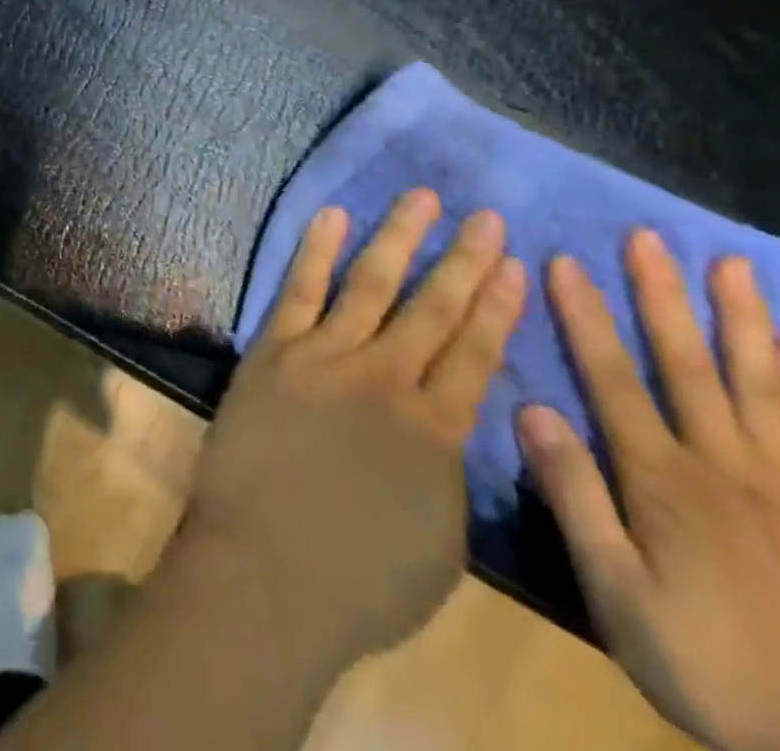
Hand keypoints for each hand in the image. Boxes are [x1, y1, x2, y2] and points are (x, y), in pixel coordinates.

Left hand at [179, 190, 526, 674]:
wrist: (264, 573)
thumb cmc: (358, 581)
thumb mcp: (440, 543)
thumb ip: (447, 472)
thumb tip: (448, 423)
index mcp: (437, 430)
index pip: (477, 352)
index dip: (498, 305)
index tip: (515, 264)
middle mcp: (387, 379)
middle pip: (434, 307)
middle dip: (464, 259)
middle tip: (487, 217)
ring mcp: (327, 356)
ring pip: (372, 283)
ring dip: (400, 237)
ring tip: (423, 198)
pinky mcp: (275, 350)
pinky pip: (300, 289)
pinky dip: (317, 250)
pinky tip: (333, 216)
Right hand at [521, 232, 779, 750]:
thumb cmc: (703, 664)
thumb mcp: (615, 592)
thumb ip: (575, 498)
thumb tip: (533, 411)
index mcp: (662, 480)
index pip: (612, 378)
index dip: (586, 317)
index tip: (566, 262)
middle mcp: (722, 466)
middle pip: (687, 365)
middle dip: (663, 296)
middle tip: (649, 237)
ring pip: (757, 386)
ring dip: (741, 320)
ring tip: (732, 265)